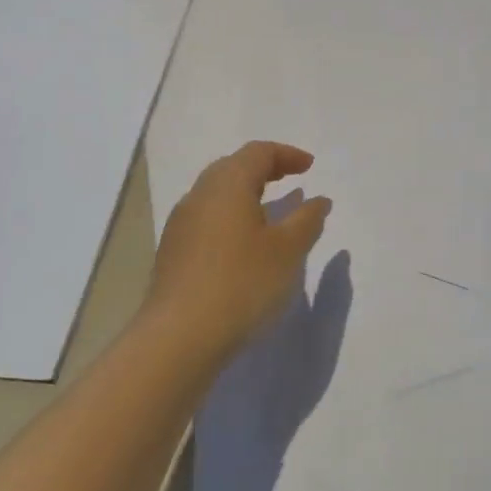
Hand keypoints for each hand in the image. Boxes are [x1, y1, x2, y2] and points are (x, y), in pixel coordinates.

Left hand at [145, 142, 332, 364]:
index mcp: (227, 185)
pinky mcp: (173, 252)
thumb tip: (318, 201)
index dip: (286, 154)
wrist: (179, 337)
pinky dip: (231, 217)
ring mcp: (181, 225)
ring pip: (216, 194)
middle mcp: (199, 196)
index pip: (257, 152)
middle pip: (232, 167)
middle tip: (291, 179)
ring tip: (270, 212)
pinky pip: (207, 218)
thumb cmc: (242, 283)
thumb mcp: (287, 251)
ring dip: (246, 194)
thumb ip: (306, 220)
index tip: (310, 167)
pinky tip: (244, 243)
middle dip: (264, 169)